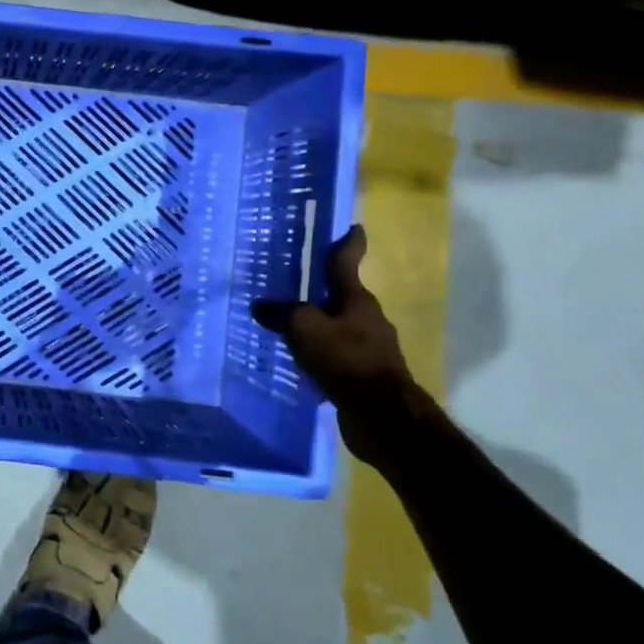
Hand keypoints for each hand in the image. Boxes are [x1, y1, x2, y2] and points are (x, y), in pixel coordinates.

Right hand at [252, 225, 441, 467]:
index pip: (348, 263)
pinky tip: (302, 360)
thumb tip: (260, 305)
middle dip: (322, 290)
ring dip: (320, 324)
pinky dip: (322, 352)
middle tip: (295, 284)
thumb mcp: (305, 328)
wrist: (383, 416)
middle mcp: (368, 319)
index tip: (353, 228)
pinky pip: (338, 355)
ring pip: (340, 327)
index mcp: (357, 300)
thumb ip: (282, 314)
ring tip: (291, 324)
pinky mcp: (365, 376)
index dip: (349, 244)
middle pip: (342, 296)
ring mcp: (370, 349)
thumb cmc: (346, 360)